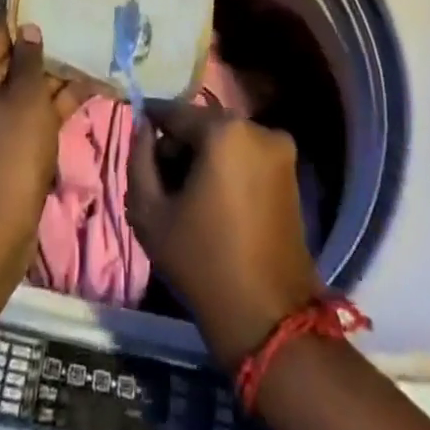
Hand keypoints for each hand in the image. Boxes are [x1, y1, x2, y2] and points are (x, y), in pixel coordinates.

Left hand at [0, 22, 90, 258]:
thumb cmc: (11, 151)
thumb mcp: (29, 97)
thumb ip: (31, 58)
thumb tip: (29, 30)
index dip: (28, 23)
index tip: (58, 12)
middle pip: (8, 61)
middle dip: (45, 55)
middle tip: (80, 39)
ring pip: (18, 90)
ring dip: (52, 82)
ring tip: (91, 65)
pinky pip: (20, 115)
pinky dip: (47, 108)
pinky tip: (83, 95)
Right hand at [126, 103, 321, 365]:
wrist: (268, 318)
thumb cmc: (202, 262)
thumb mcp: (150, 213)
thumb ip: (139, 160)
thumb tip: (143, 130)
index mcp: (224, 130)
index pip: (176, 112)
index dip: (152, 122)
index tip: (138, 135)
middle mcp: (257, 128)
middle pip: (203, 124)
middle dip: (180, 143)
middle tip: (161, 177)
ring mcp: (280, 149)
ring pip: (226, 139)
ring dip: (205, 155)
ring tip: (188, 193)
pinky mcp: (291, 172)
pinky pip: (247, 155)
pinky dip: (228, 167)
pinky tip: (215, 200)